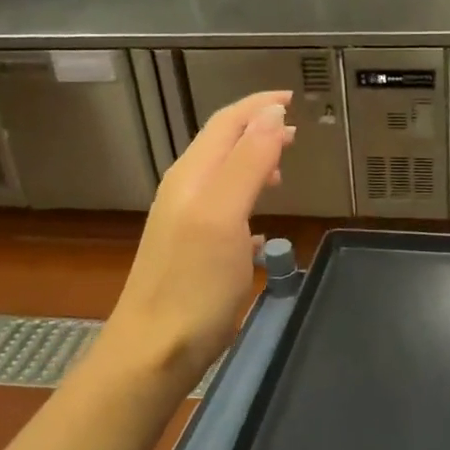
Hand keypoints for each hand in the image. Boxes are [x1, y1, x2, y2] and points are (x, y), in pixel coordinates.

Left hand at [101, 90, 294, 394]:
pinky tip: (260, 220)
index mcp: (192, 176)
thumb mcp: (224, 215)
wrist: (154, 350)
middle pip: (222, 145)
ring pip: (223, 176)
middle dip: (257, 130)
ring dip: (253, 162)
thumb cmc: (194, 283)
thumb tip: (271, 116)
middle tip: (295, 132)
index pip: (226, 123)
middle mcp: (185, 191)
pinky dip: (246, 198)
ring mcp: (186, 222)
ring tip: (282, 168)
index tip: (291, 98)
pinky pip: (224, 208)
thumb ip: (247, 162)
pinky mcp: (192, 251)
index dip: (258, 106)